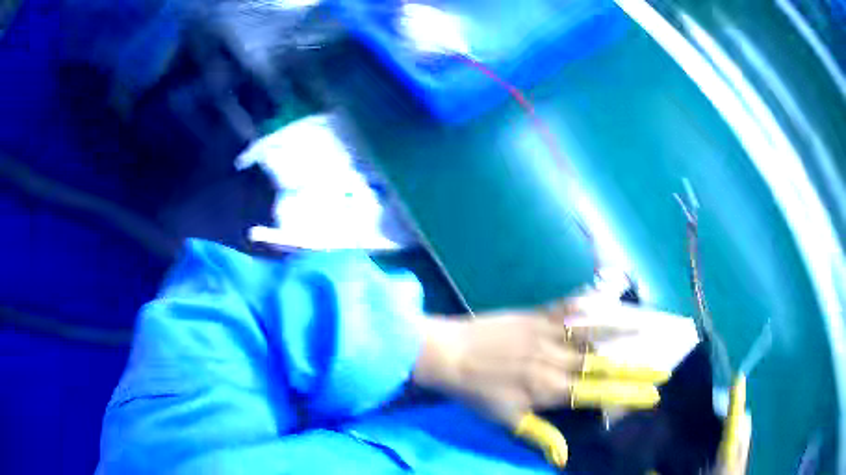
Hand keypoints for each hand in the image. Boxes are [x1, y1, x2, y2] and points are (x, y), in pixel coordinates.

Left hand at [412, 295, 670, 466]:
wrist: (450, 353)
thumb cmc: (477, 392)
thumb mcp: (507, 419)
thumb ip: (539, 435)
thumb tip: (563, 457)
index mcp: (549, 390)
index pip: (597, 393)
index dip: (628, 394)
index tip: (653, 394)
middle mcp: (556, 361)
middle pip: (604, 364)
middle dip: (637, 367)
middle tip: (663, 367)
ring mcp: (549, 333)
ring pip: (593, 331)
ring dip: (625, 329)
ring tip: (651, 326)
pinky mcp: (539, 313)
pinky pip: (571, 306)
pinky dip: (593, 301)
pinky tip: (611, 296)